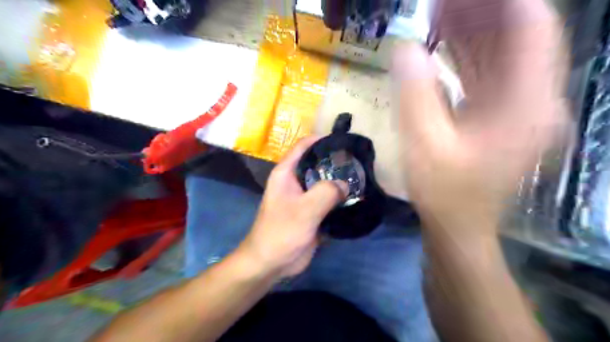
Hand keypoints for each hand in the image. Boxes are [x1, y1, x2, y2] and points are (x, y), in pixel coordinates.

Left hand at [241, 137, 350, 278]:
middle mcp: (295, 181)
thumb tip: (345, 184)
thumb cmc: (281, 232)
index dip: (322, 139)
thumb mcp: (304, 210)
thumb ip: (326, 193)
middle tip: (358, 161)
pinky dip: (339, 198)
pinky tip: (356, 197)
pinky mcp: (311, 212)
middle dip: (336, 161)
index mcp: (286, 173)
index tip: (344, 140)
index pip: (304, 146)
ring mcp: (303, 197)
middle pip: (317, 164)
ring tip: (361, 177)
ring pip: (324, 183)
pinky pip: (327, 200)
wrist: (271, 263)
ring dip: (339, 181)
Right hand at [394, 0, 569, 239]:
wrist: (458, 224)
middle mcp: (533, 100)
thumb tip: (405, 50)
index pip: (530, 30)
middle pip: (516, 37)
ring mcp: (517, 108)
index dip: (501, 3)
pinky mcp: (499, 115)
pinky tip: (440, 45)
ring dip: (471, 30)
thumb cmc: (444, 193)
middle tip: (440, 1)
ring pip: (500, 54)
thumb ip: (415, 95)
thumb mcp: (424, 145)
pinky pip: (487, 73)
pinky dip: (465, 55)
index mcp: (526, 106)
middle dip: (480, 11)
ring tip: (437, 13)